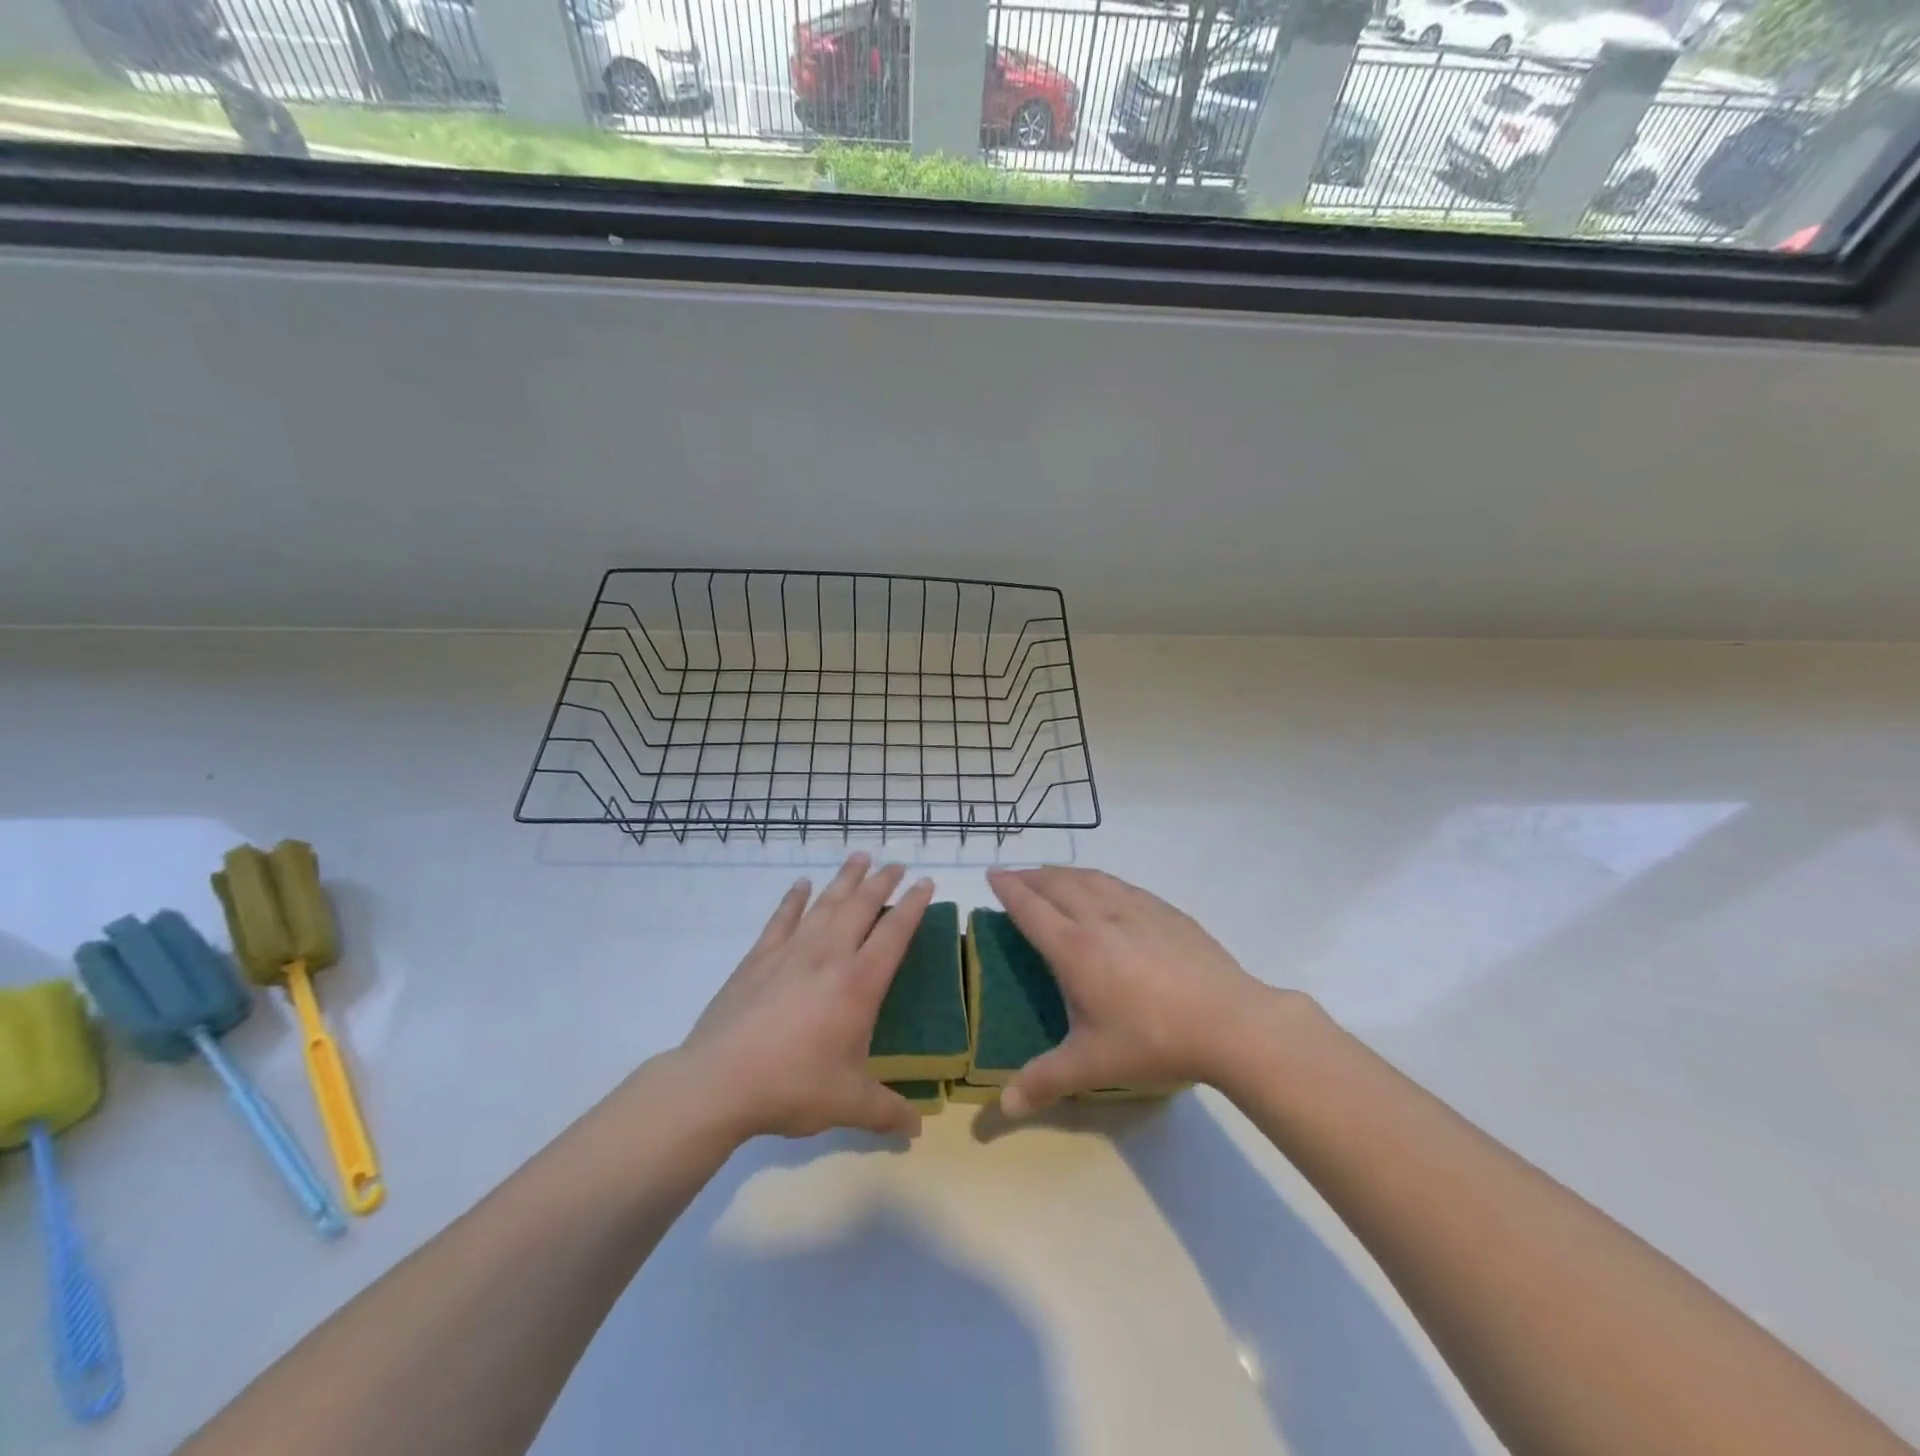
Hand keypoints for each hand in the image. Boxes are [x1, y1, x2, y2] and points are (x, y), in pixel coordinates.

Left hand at [678, 854, 932, 1141]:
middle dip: (882, 882)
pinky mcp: (758, 958)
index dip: (914, 906)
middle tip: (897, 863)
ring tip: (860, 857)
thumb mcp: (848, 1103)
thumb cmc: (792, 1087)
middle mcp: (829, 956)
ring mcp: (791, 952)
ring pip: (825, 903)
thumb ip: (887, 1113)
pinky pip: (781, 918)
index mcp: (859, 984)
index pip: (894, 933)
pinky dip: (794, 899)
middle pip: (861, 906)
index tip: (926, 883)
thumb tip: (918, 1132)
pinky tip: (801, 885)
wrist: (719, 1082)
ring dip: (845, 878)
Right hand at [985, 866, 1278, 1116]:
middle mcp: (1099, 916)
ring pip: (1089, 877)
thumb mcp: (1093, 1064)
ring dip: (1062, 872)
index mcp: (1074, 948)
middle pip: (1056, 884)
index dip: (1008, 889)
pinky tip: (1102, 888)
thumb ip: (1045, 1081)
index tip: (992, 875)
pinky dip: (1096, 878)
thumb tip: (1003, 1108)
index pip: (1030, 908)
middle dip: (1030, 876)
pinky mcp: (1164, 910)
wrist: (1229, 1021)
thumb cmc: (1153, 1039)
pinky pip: (1119, 883)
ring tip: (1051, 876)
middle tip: (1014, 876)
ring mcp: (1135, 908)